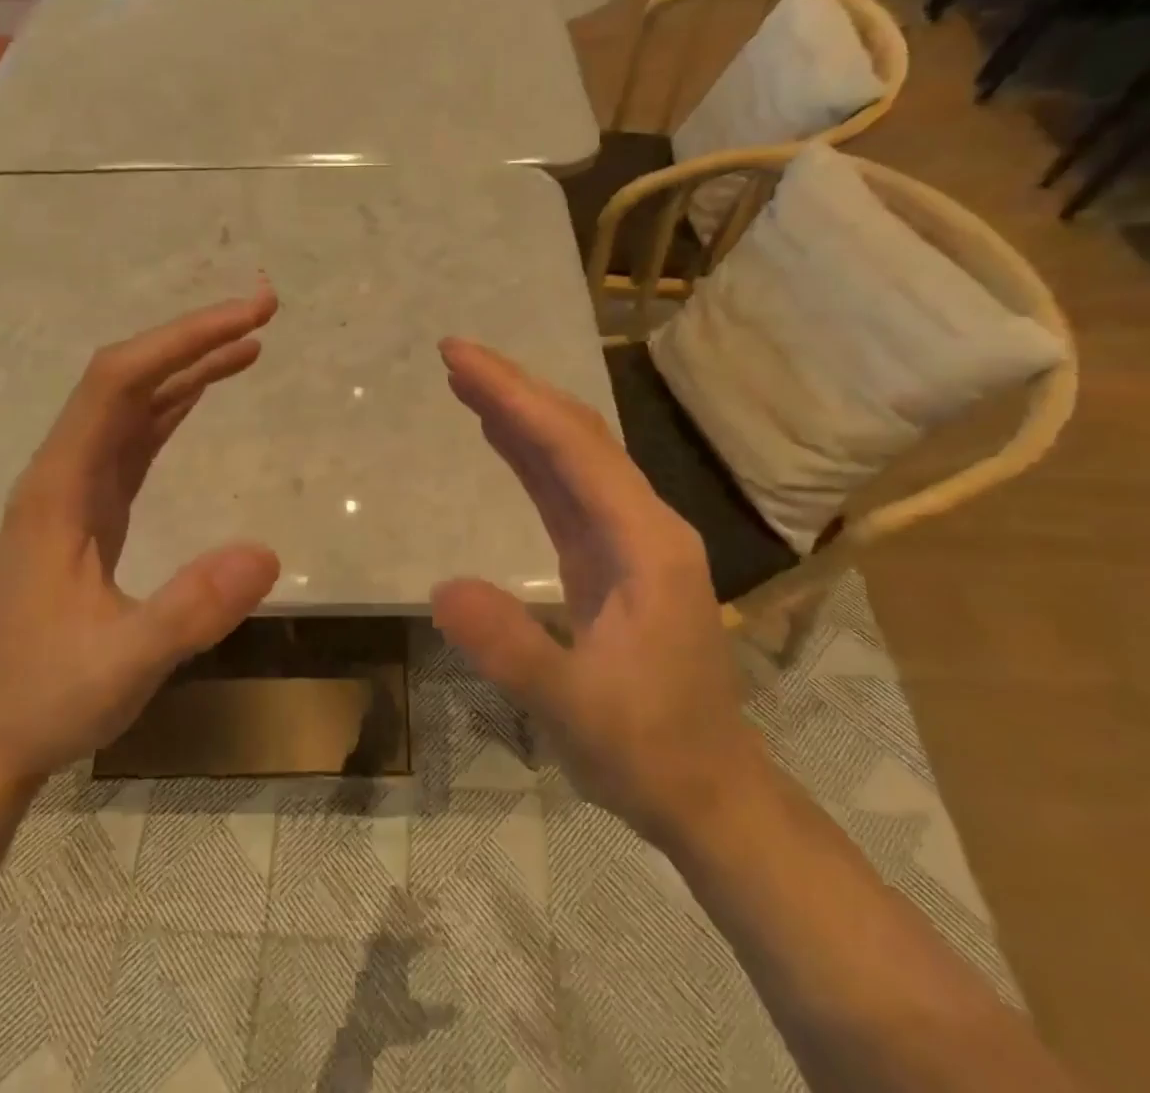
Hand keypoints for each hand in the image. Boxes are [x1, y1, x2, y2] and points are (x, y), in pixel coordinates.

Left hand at [0, 287, 282, 793]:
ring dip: (188, 366)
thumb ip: (189, 611)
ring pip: (133, 404)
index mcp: (59, 488)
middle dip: (193, 338)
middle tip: (264, 312)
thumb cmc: (44, 699)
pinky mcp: (91, 512)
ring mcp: (75, 490)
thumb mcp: (122, 665)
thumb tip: (267, 553)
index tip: (249, 319)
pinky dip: (175, 406)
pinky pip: (135, 438)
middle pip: (126, 378)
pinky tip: (202, 394)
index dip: (183, 341)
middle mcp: (63, 473)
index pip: (118, 383)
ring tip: (249, 342)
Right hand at [432, 339, 765, 845]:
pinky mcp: (609, 558)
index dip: (515, 397)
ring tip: (467, 381)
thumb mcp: (574, 709)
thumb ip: (511, 648)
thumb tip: (442, 588)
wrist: (707, 794)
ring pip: (571, 456)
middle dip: (516, 390)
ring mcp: (628, 539)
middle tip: (455, 355)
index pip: (573, 449)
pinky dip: (528, 455)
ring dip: (520, 415)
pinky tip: (499, 436)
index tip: (461, 358)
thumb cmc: (649, 752)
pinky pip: (564, 490)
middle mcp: (642, 524)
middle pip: (576, 436)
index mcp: (645, 543)